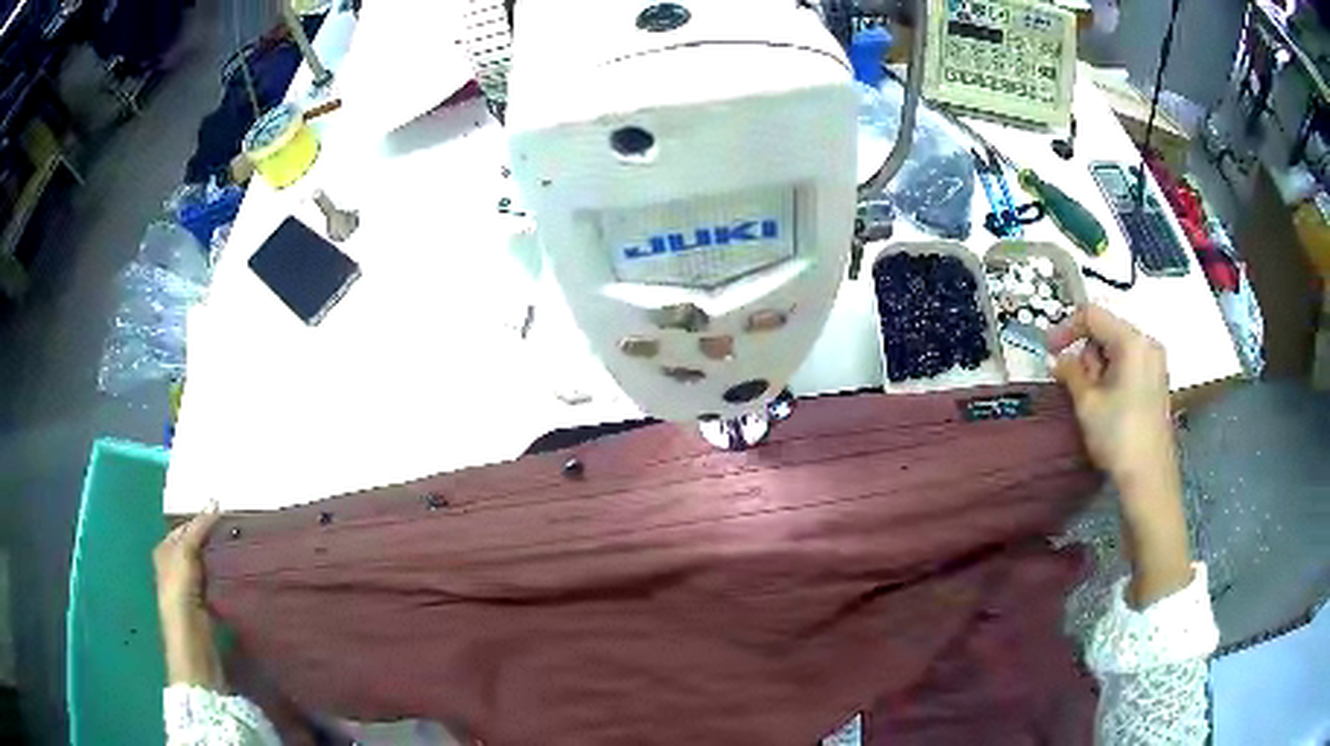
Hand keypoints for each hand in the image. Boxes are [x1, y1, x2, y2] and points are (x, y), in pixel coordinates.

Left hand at [154, 504, 227, 688]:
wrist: (193, 648)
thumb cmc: (180, 597)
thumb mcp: (185, 556)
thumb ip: (198, 530)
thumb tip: (215, 501)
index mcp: (165, 551)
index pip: (186, 527)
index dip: (203, 521)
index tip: (228, 517)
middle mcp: (175, 567)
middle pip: (197, 546)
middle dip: (214, 540)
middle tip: (239, 532)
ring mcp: (191, 589)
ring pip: (208, 565)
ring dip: (222, 559)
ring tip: (244, 549)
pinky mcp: (206, 607)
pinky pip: (217, 583)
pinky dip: (227, 577)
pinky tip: (241, 574)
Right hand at [1047, 305, 1174, 495]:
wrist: (1149, 477)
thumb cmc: (1118, 436)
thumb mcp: (1087, 403)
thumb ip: (1071, 372)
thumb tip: (1059, 360)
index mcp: (1131, 341)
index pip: (1092, 315)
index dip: (1066, 328)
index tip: (1049, 350)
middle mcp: (1147, 343)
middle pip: (1106, 331)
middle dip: (1086, 354)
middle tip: (1078, 386)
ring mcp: (1155, 362)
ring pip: (1116, 349)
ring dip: (1099, 367)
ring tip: (1094, 400)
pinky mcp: (1156, 381)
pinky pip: (1128, 364)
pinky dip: (1112, 375)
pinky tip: (1107, 402)